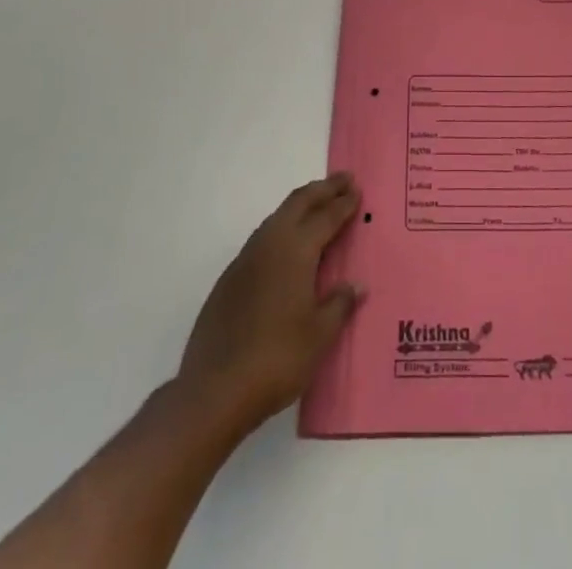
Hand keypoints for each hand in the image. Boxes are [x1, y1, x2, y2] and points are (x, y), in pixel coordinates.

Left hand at [178, 173, 364, 432]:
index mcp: (295, 250)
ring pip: (277, 217)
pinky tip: (287, 247)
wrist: (213, 391)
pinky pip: (262, 239)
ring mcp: (245, 260)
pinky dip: (282, 229)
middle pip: (298, 203)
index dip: (344, 203)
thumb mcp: (319, 335)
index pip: (326, 217)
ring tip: (318, 205)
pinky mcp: (229, 279)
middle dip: (323, 189)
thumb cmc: (276, 360)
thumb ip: (339, 304)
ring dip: (300, 206)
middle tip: (344, 180)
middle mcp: (269, 244)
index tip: (357, 189)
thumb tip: (356, 285)